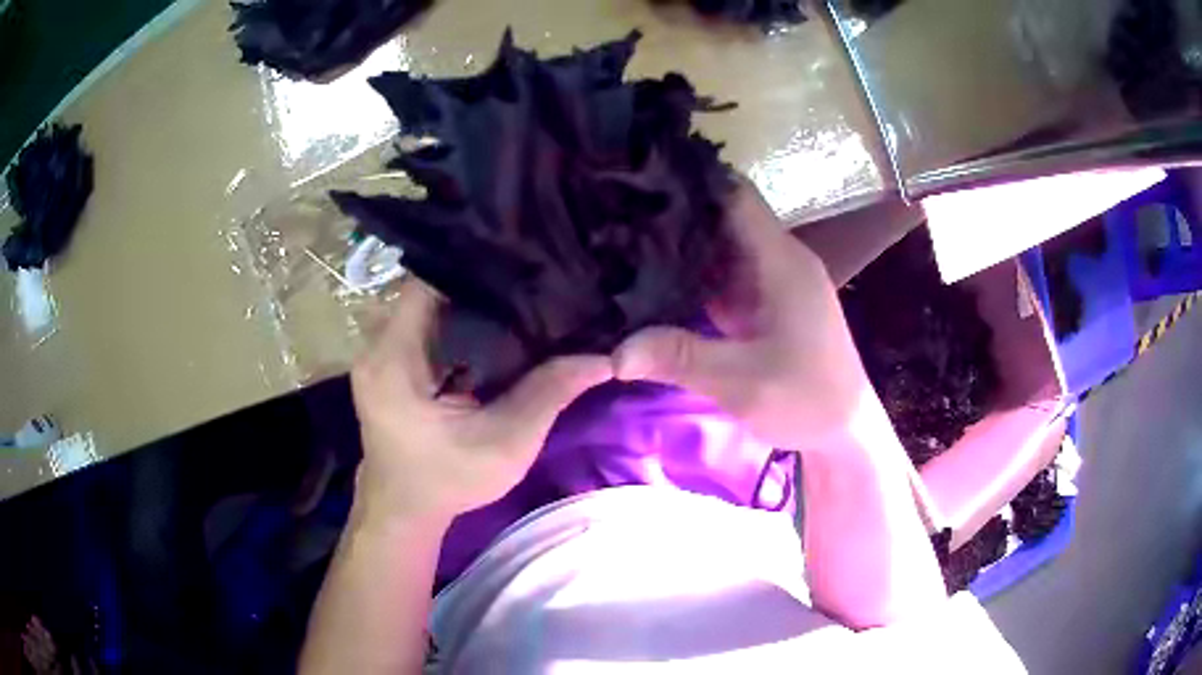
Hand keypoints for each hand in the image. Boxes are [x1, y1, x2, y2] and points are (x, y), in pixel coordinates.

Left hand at [351, 279, 611, 524]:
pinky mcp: (388, 364)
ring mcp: (379, 352)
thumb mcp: (505, 443)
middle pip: (431, 290)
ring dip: (469, 304)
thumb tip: (604, 358)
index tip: (523, 264)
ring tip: (519, 297)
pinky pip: (424, 326)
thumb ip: (549, 394)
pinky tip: (494, 328)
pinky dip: (458, 323)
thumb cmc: (448, 481)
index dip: (477, 268)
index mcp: (394, 357)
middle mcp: (378, 344)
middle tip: (531, 278)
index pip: (431, 282)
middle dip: (480, 283)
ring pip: (428, 306)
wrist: (405, 511)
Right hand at [614, 182, 871, 450]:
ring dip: (681, 246)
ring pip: (721, 247)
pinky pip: (724, 278)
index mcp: (782, 261)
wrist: (845, 431)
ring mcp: (771, 283)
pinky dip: (692, 277)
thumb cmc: (808, 400)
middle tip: (616, 212)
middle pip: (724, 217)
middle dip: (676, 213)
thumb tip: (613, 354)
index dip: (693, 181)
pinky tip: (654, 281)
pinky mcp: (765, 306)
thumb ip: (680, 358)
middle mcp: (778, 260)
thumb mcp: (742, 382)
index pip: (736, 195)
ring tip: (623, 239)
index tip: (641, 180)